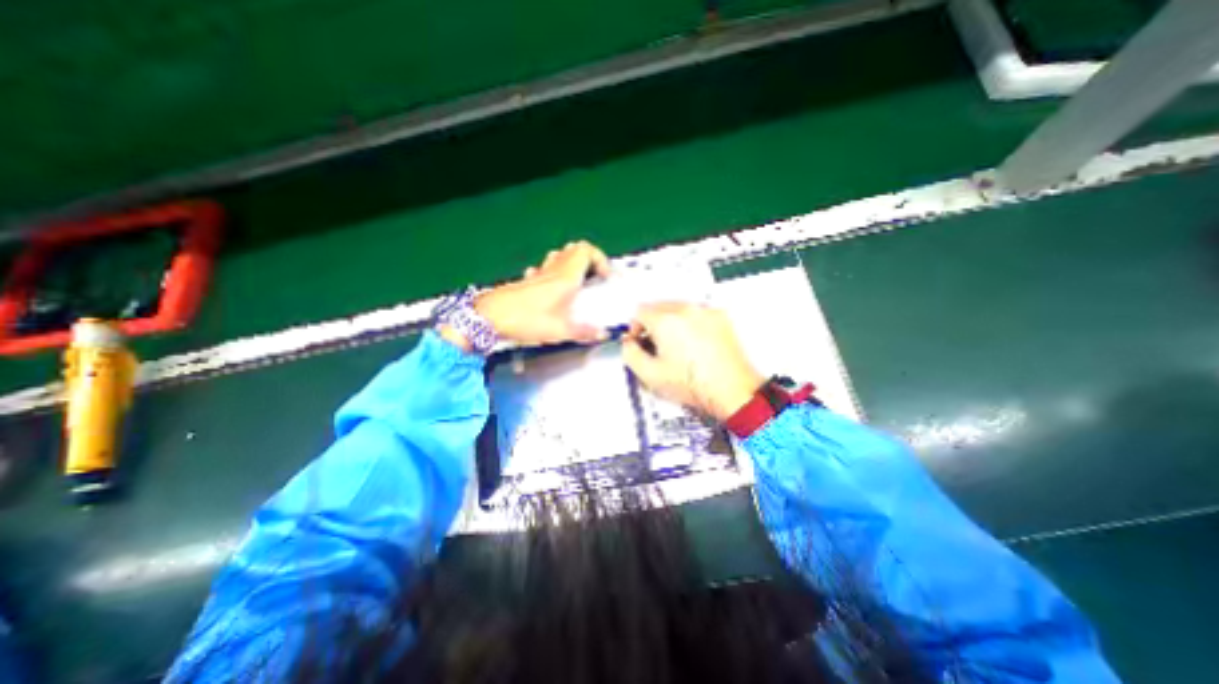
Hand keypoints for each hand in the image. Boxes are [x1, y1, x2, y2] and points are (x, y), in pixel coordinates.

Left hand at [470, 240, 614, 347]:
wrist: (489, 317)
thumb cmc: (527, 320)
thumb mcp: (560, 330)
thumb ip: (584, 332)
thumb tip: (604, 334)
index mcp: (565, 276)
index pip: (586, 250)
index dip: (600, 259)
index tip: (605, 277)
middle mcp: (553, 269)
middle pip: (575, 249)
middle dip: (589, 260)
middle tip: (595, 278)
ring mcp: (539, 273)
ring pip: (560, 256)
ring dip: (573, 263)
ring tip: (579, 282)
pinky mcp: (527, 281)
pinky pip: (545, 268)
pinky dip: (555, 272)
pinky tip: (554, 289)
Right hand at [623, 304, 757, 420]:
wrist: (732, 390)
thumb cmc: (693, 384)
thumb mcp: (650, 375)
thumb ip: (630, 354)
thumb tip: (629, 343)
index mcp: (666, 321)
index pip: (639, 311)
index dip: (635, 327)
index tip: (640, 341)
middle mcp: (686, 309)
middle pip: (658, 306)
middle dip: (652, 323)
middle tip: (657, 345)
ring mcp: (705, 311)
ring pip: (678, 308)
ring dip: (671, 321)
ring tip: (678, 346)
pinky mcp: (721, 317)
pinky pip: (697, 313)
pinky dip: (691, 323)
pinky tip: (695, 344)